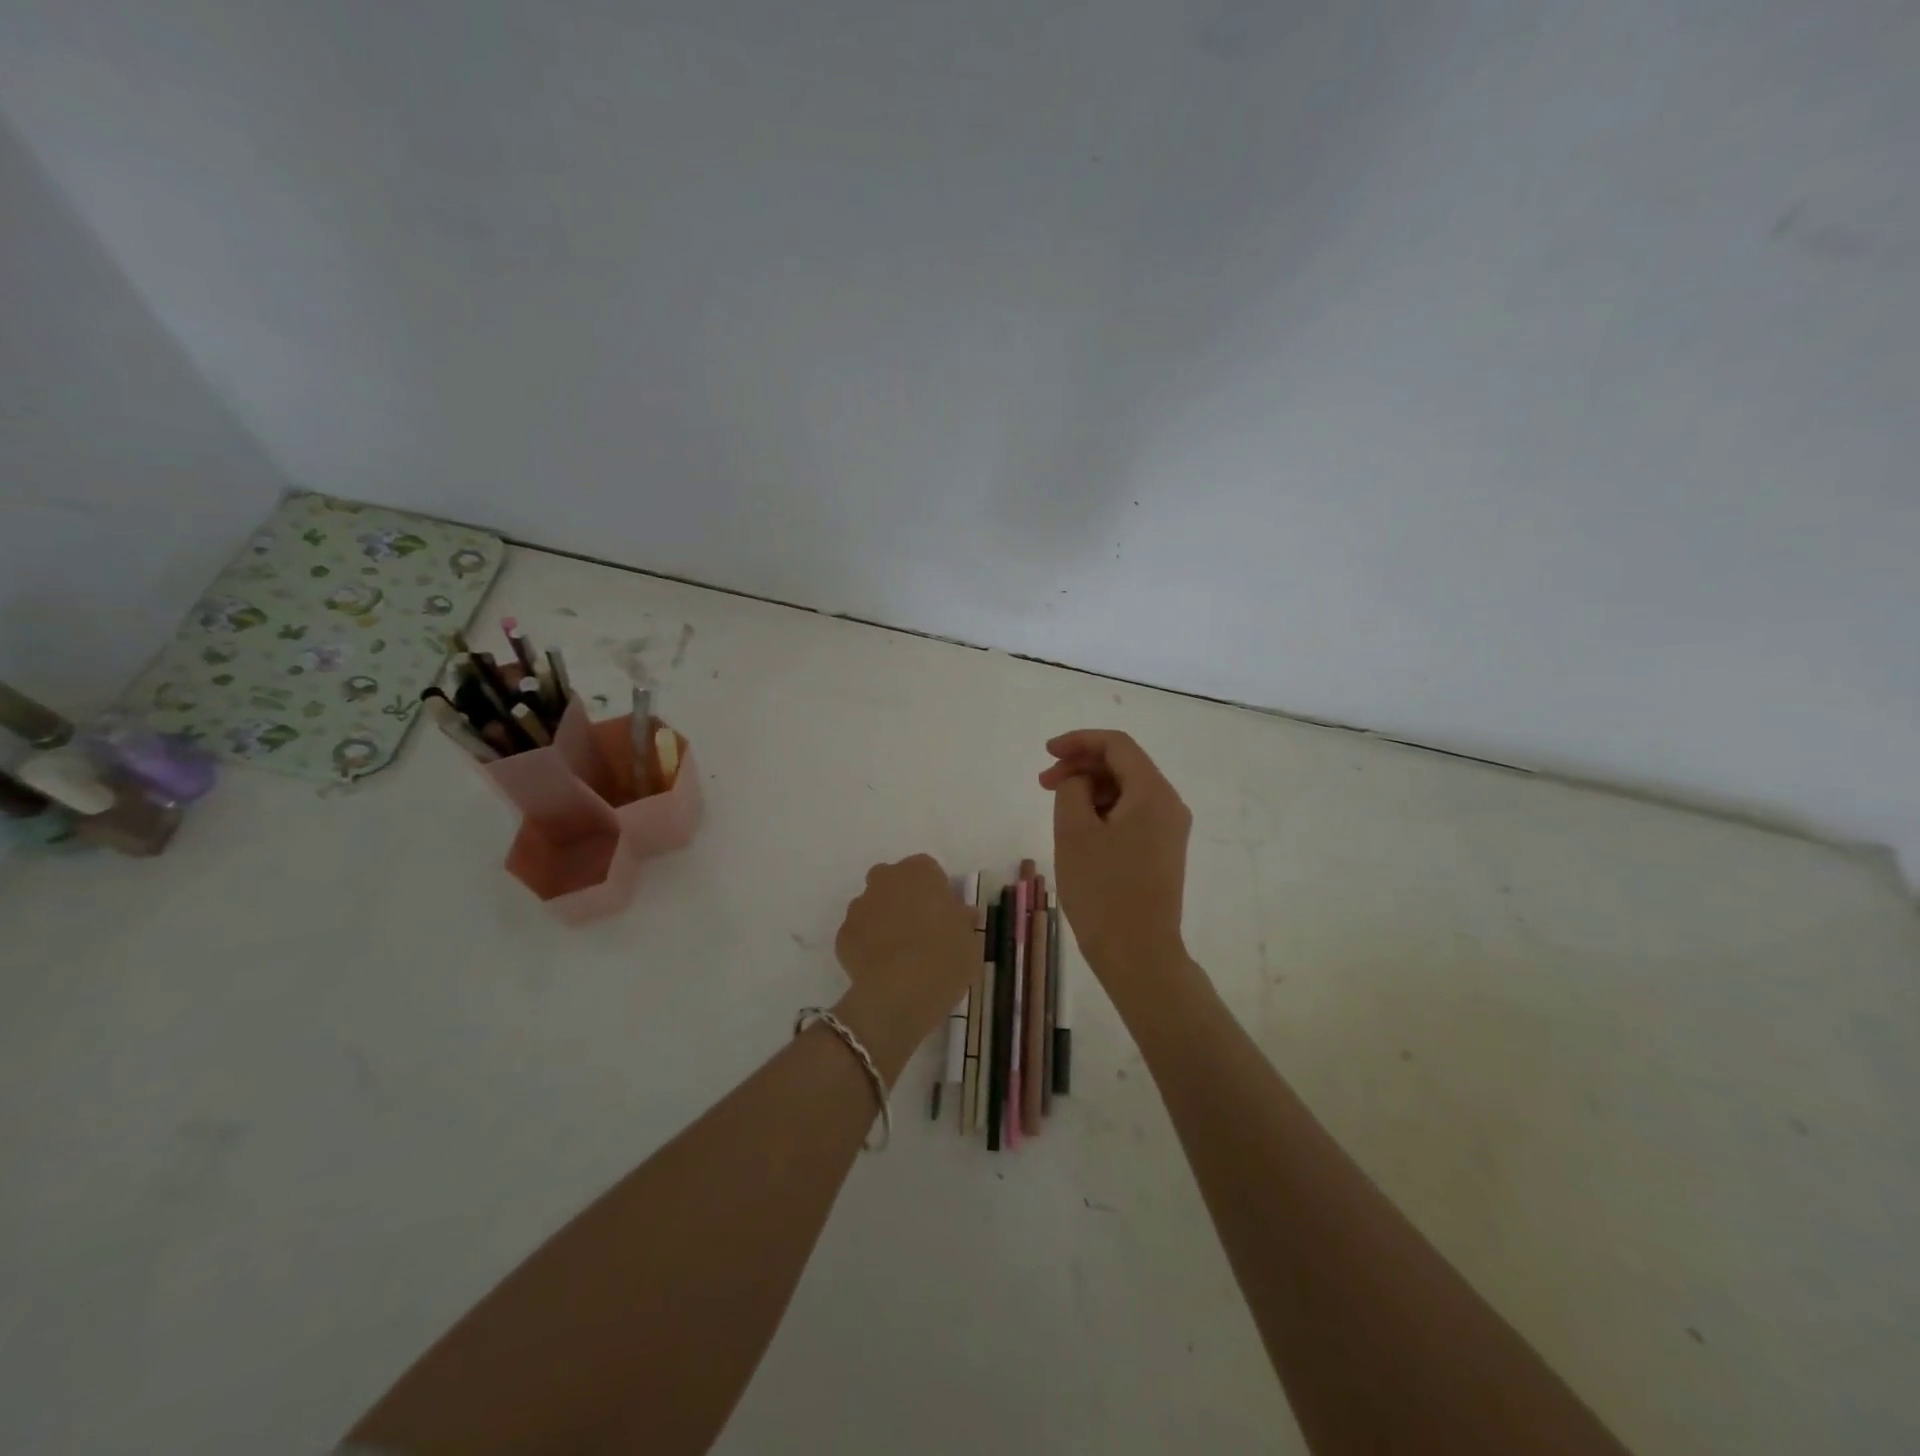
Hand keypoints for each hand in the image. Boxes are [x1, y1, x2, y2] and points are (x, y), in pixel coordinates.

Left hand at [832, 855, 976, 1079]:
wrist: (900, 992)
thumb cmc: (944, 957)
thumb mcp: (970, 939)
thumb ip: (962, 919)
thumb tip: (961, 914)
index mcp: (919, 871)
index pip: (928, 870)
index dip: (936, 892)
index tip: (944, 916)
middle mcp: (885, 879)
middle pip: (894, 882)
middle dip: (904, 899)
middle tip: (921, 930)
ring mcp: (860, 906)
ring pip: (873, 906)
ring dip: (883, 920)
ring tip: (900, 954)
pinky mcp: (843, 935)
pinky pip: (859, 934)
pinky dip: (867, 945)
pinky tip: (881, 968)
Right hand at [1039, 730, 1192, 981]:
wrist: (1138, 953)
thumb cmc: (1102, 890)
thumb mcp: (1074, 832)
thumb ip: (1072, 789)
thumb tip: (1079, 780)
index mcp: (1153, 793)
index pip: (1117, 745)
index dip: (1079, 741)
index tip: (1046, 754)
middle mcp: (1169, 804)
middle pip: (1124, 765)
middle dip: (1082, 766)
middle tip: (1044, 784)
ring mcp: (1170, 829)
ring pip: (1127, 790)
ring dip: (1090, 788)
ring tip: (1058, 808)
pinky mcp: (1163, 850)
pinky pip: (1133, 813)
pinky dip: (1104, 810)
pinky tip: (1080, 828)